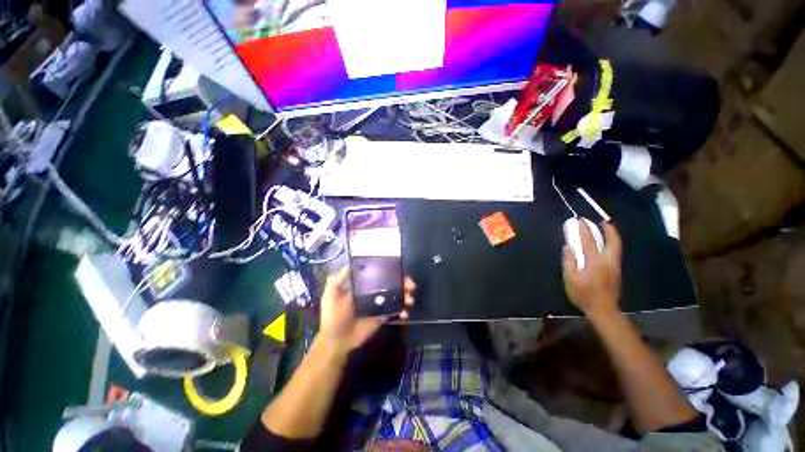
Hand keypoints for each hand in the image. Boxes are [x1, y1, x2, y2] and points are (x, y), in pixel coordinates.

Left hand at [319, 267, 415, 350]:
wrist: (337, 341)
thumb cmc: (333, 316)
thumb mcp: (331, 294)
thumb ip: (338, 279)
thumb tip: (351, 263)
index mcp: (363, 283)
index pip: (380, 271)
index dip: (391, 269)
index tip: (400, 270)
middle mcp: (374, 290)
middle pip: (393, 282)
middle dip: (404, 282)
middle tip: (410, 286)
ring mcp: (380, 303)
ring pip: (398, 295)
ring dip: (407, 295)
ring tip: (409, 300)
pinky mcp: (384, 315)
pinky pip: (397, 310)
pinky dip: (404, 310)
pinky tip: (404, 314)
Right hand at [562, 220, 621, 316]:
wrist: (603, 309)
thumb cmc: (583, 294)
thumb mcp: (570, 279)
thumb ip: (569, 261)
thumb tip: (568, 247)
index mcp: (594, 262)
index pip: (589, 241)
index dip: (584, 230)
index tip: (580, 221)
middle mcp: (607, 261)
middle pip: (612, 241)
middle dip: (609, 230)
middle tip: (602, 221)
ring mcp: (614, 266)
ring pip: (616, 247)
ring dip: (612, 236)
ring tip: (606, 229)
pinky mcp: (616, 271)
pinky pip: (615, 252)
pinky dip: (612, 244)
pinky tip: (606, 245)